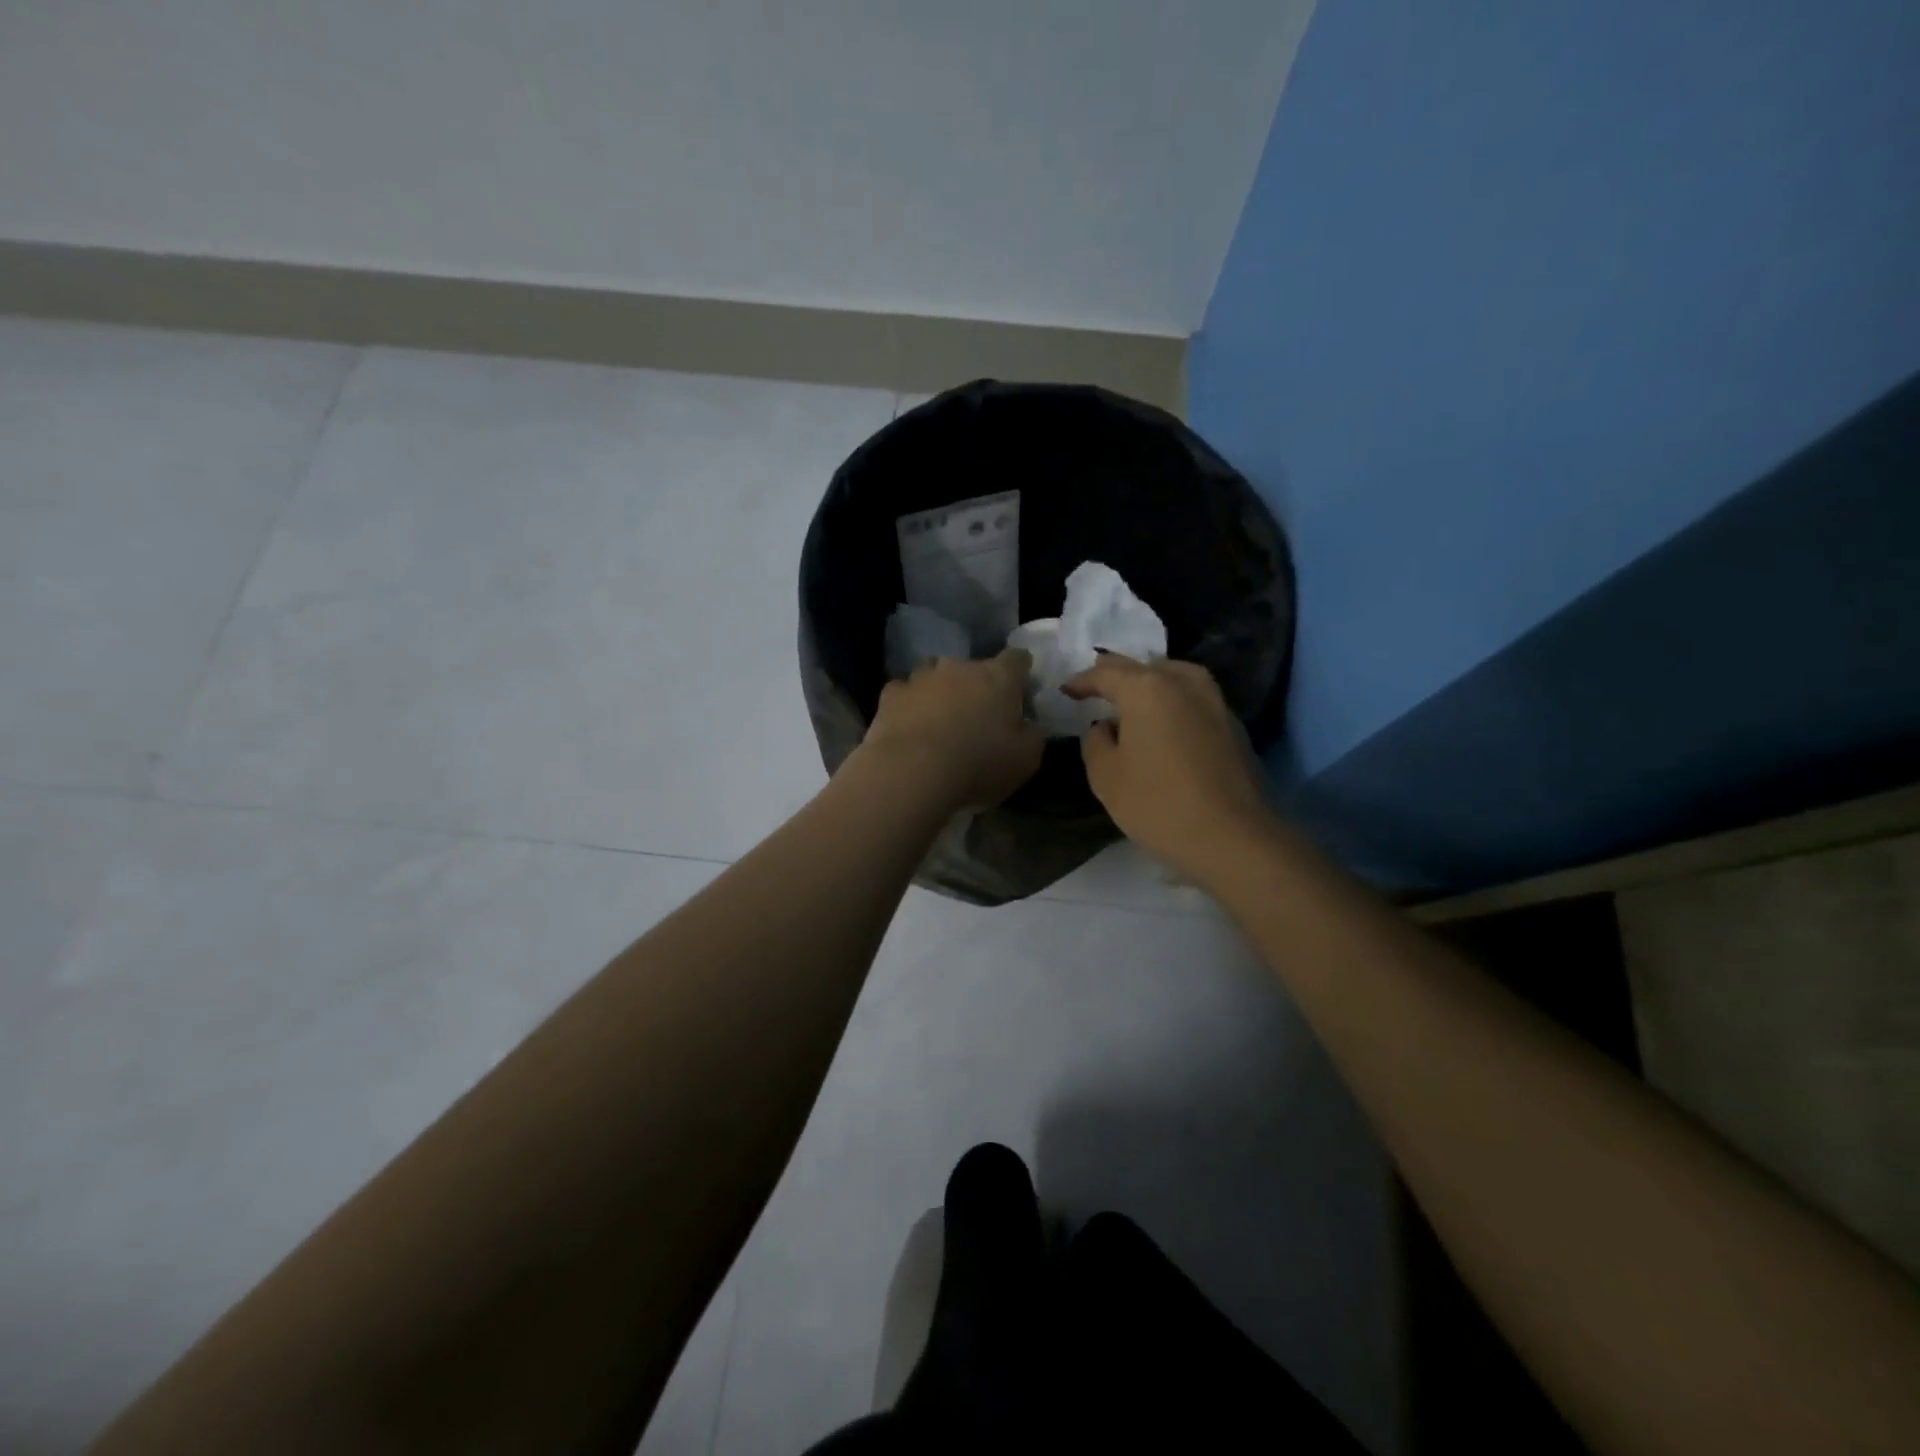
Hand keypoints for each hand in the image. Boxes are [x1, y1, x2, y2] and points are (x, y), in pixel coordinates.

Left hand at [858, 650, 1044, 811]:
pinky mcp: (891, 694)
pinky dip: (910, 705)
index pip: (1017, 659)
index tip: (1022, 690)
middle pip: (974, 668)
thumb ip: (1033, 736)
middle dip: (978, 687)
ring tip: (941, 721)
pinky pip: (905, 693)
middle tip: (979, 717)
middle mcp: (960, 667)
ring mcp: (922, 677)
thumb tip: (1031, 725)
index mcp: (999, 677)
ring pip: (936, 675)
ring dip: (942, 692)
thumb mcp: (1025, 760)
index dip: (1021, 672)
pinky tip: (910, 726)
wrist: (912, 772)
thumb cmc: (978, 764)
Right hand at [1063, 654, 1274, 879]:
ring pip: (1173, 677)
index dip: (1082, 681)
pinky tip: (1165, 723)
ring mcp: (1214, 701)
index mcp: (1146, 689)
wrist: (1234, 838)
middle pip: (1142, 668)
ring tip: (1132, 700)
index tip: (1067, 690)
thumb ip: (1096, 742)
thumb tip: (1105, 727)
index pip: (1106, 673)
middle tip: (1095, 687)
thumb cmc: (1159, 805)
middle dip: (1115, 676)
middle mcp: (1183, 682)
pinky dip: (1173, 702)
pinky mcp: (1233, 725)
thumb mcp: (1106, 777)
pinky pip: (1193, 699)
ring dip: (1149, 683)